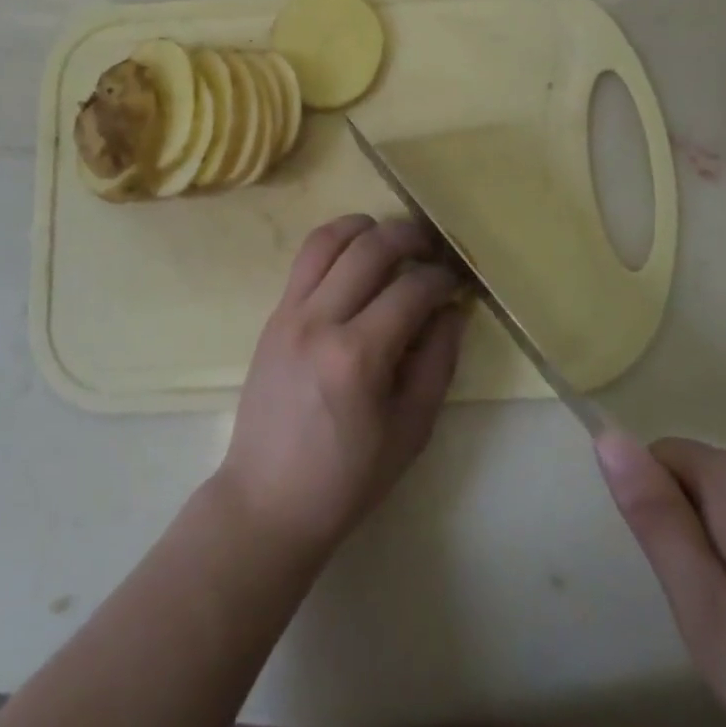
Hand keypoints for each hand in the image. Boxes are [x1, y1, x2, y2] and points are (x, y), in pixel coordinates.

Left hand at [214, 215, 469, 562]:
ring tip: (391, 239)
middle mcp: (320, 320)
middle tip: (432, 246)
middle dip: (410, 236)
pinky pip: (304, 260)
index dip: (442, 277)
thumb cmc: (348, 478)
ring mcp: (289, 312)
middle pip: (370, 247)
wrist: (268, 499)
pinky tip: (355, 258)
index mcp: (358, 356)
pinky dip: (335, 244)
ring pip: (328, 239)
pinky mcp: (273, 315)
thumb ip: (438, 362)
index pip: (411, 289)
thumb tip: (453, 309)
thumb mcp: (411, 430)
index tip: (457, 281)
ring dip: (366, 227)